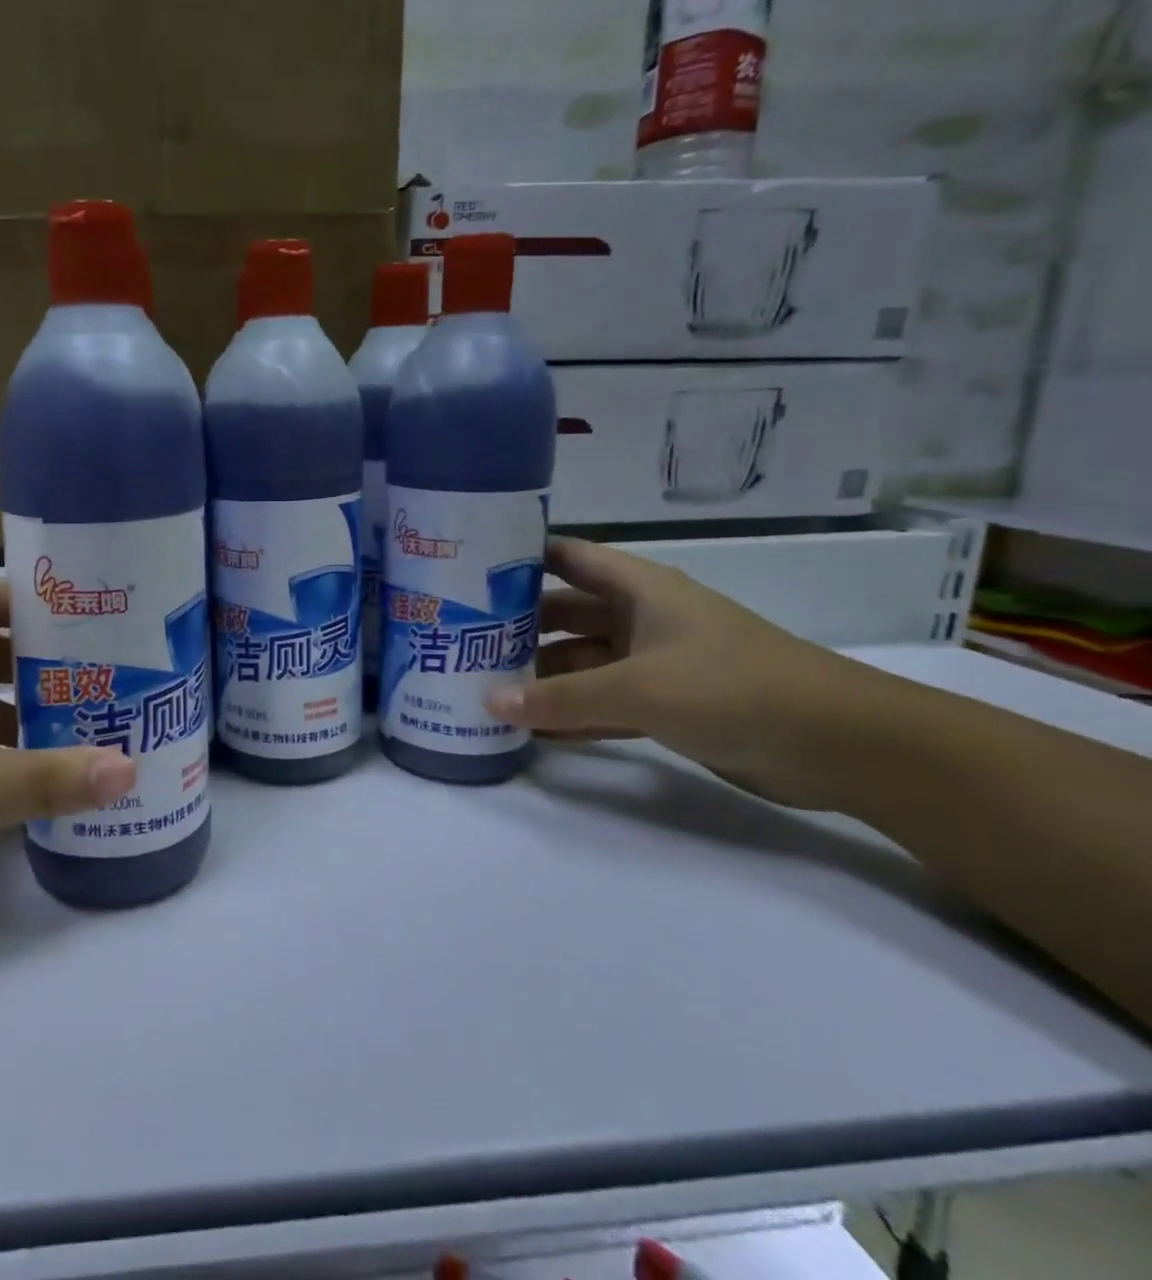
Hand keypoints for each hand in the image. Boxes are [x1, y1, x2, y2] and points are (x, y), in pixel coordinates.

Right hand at [487, 537, 848, 797]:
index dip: (522, 556)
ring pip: (581, 662)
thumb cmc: (733, 687)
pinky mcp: (667, 705)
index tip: (468, 567)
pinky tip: (530, 730)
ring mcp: (654, 663)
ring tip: (483, 690)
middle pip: (565, 613)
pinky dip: (570, 714)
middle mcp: (641, 619)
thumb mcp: (637, 688)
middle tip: (461, 639)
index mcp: (640, 590)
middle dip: (518, 626)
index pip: (569, 558)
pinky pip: (602, 703)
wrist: (840, 746)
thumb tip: (487, 703)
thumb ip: (560, 698)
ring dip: (540, 676)